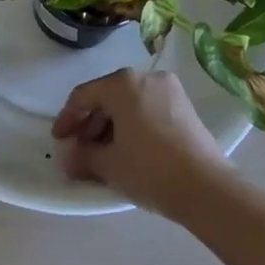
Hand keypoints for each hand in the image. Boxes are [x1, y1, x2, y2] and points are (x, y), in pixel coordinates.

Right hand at [52, 70, 226, 217]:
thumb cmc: (150, 169)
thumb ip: (82, 156)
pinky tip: (127, 150)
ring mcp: (169, 90)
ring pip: (129, 103)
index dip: (67, 118)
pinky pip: (148, 109)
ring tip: (102, 154)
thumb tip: (69, 158)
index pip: (84, 96)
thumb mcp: (109, 164)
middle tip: (80, 149)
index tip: (58, 140)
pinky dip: (133, 125)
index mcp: (123, 83)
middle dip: (90, 123)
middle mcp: (146, 77)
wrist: (206, 187)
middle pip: (108, 96)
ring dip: (111, 125)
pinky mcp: (185, 106)